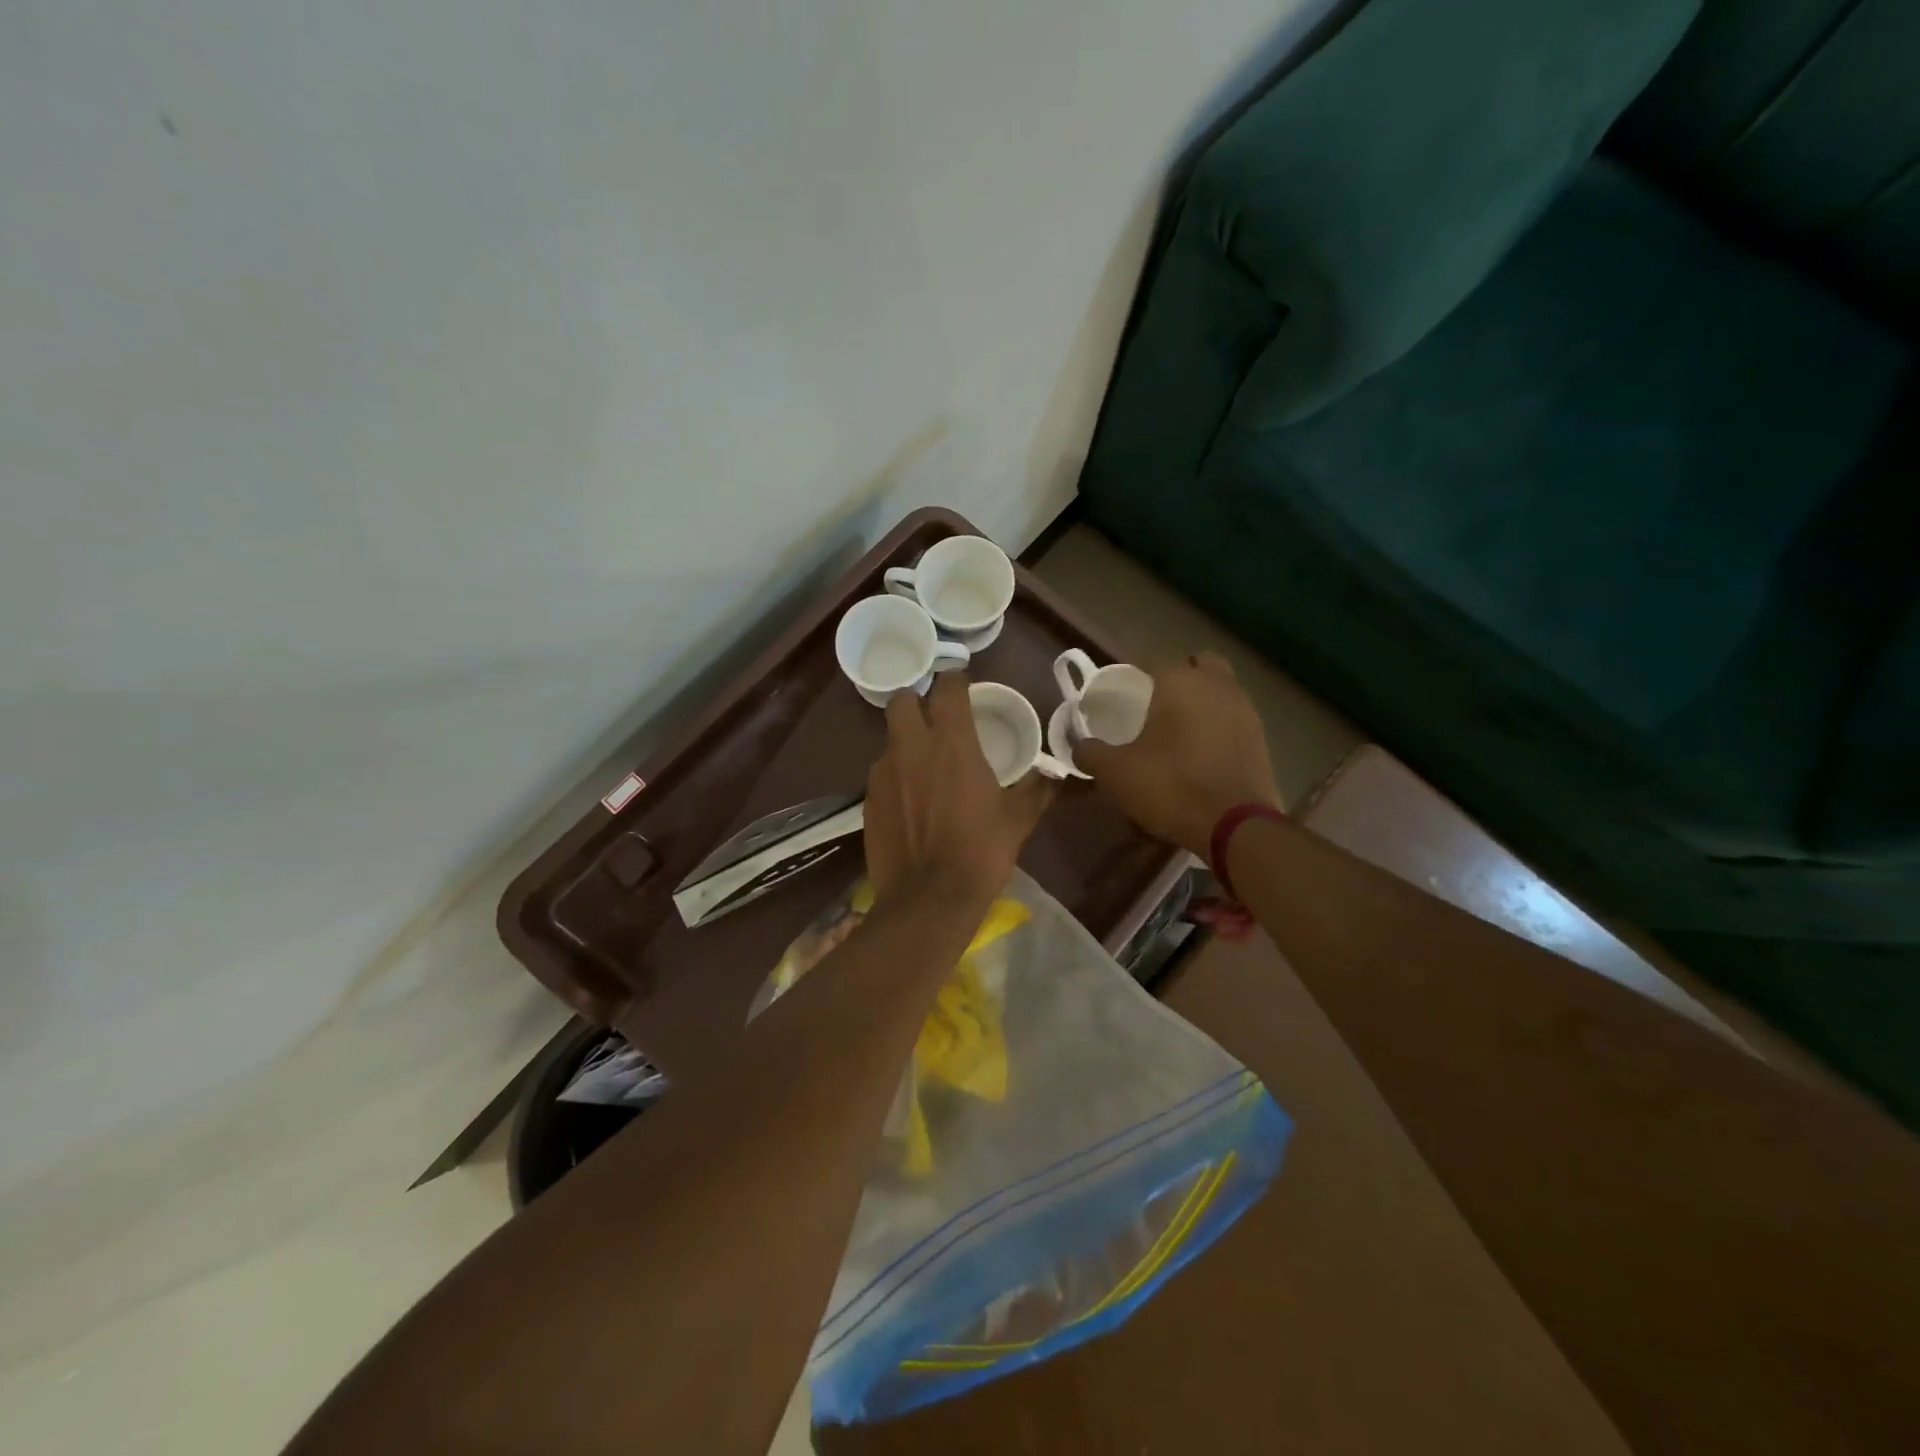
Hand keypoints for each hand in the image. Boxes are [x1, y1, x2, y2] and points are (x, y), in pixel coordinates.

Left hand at [864, 673, 1053, 906]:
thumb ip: (1037, 789)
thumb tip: (1057, 774)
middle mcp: (911, 747)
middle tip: (933, 719)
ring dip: (905, 743)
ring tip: (923, 767)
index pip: (948, 688)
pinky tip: (909, 802)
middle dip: (916, 702)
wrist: (929, 899)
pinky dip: (895, 778)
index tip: (962, 683)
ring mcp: (883, 773)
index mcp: (952, 743)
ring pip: (889, 739)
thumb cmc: (981, 852)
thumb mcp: (1018, 819)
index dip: (955, 679)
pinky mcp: (868, 801)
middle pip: (902, 700)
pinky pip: (881, 775)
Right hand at [1076, 652, 1279, 857]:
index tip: (1122, 698)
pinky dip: (1220, 726)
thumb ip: (1090, 753)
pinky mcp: (1262, 739)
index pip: (1153, 662)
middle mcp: (1217, 685)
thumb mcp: (1115, 773)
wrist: (1234, 826)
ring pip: (1221, 690)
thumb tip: (1079, 745)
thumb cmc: (1170, 786)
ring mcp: (1246, 710)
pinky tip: (1202, 753)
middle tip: (1157, 705)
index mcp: (1180, 682)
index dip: (1135, 677)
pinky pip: (1234, 719)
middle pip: (1198, 664)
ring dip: (1203, 701)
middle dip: (1180, 677)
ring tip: (1180, 731)